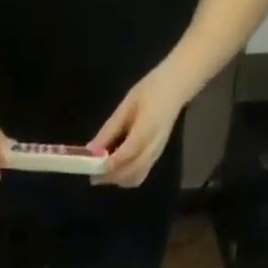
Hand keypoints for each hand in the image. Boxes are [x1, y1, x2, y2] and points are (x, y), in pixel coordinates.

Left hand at [90, 64, 193, 187]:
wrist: (177, 87)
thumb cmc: (150, 90)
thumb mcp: (126, 105)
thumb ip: (109, 130)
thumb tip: (91, 150)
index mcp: (147, 128)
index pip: (126, 153)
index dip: (108, 164)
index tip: (92, 168)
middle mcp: (153, 146)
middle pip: (129, 172)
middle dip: (110, 176)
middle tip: (93, 174)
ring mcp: (156, 155)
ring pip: (134, 178)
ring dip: (116, 180)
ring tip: (102, 174)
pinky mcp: (155, 158)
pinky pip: (139, 176)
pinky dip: (125, 179)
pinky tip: (116, 172)